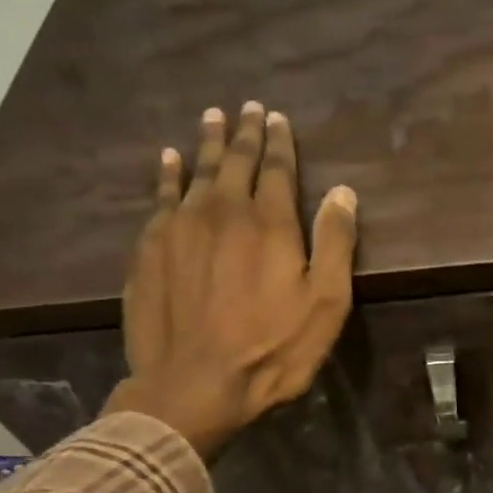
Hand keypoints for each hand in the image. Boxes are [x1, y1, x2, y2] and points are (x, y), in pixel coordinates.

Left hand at [103, 102, 357, 457]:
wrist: (193, 384)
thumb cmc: (272, 350)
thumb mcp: (325, 305)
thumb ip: (335, 244)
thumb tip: (342, 191)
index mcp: (269, 223)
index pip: (276, 169)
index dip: (279, 142)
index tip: (277, 118)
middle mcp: (222, 211)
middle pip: (235, 162)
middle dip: (244, 133)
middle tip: (247, 108)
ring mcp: (180, 227)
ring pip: (196, 172)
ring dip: (208, 144)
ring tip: (212, 118)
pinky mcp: (150, 248)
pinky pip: (161, 197)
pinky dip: (167, 174)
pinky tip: (168, 160)